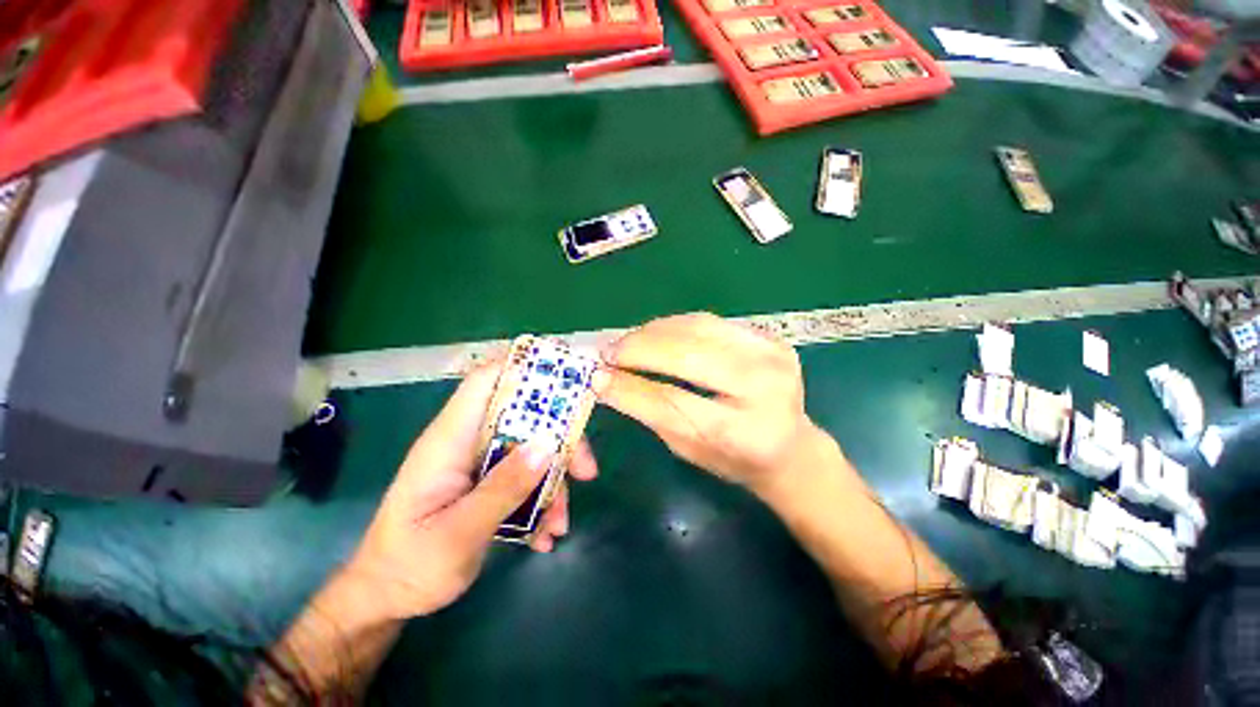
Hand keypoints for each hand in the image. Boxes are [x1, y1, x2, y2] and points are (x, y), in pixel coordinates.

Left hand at [342, 360, 598, 619]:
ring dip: (554, 480)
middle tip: (586, 470)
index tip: (566, 378)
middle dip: (560, 439)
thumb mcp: (458, 535)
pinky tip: (544, 536)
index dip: (522, 367)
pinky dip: (541, 500)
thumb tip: (546, 447)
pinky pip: (525, 476)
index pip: (484, 381)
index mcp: (450, 440)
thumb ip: (502, 489)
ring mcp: (480, 462)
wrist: (386, 598)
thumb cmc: (409, 566)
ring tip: (560, 525)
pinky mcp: (488, 481)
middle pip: (524, 417)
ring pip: (531, 449)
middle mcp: (468, 442)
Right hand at [597, 312, 839, 498]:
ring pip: (698, 329)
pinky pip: (711, 321)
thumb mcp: (689, 450)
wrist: (792, 447)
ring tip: (628, 341)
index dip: (630, 389)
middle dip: (639, 349)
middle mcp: (764, 390)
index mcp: (743, 434)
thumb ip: (651, 412)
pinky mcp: (771, 338)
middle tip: (609, 352)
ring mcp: (772, 356)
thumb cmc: (735, 459)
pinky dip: (677, 324)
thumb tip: (607, 381)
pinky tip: (657, 332)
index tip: (596, 377)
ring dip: (654, 331)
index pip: (673, 403)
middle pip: (688, 356)